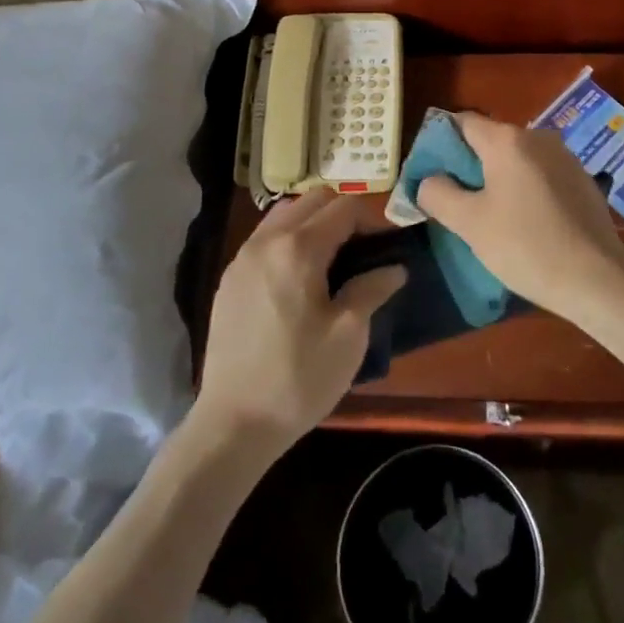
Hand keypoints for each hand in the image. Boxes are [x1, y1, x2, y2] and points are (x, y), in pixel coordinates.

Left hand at [193, 189, 405, 462]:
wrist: (234, 422)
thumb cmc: (299, 377)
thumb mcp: (349, 335)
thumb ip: (372, 289)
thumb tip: (394, 268)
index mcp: (299, 248)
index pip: (343, 207)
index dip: (371, 220)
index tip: (385, 248)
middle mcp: (266, 240)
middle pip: (311, 200)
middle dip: (341, 214)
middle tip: (360, 250)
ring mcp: (242, 258)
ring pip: (283, 215)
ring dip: (311, 223)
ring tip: (330, 261)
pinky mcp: (229, 279)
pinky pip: (264, 239)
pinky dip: (287, 240)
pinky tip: (297, 278)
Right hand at [416, 112, 623, 326]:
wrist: (598, 279)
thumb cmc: (526, 246)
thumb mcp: (469, 224)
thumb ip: (438, 194)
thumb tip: (429, 180)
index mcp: (507, 140)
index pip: (462, 123)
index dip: (441, 144)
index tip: (431, 175)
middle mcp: (538, 137)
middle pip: (490, 140)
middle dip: (468, 165)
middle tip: (454, 201)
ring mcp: (565, 157)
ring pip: (517, 159)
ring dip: (498, 179)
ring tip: (488, 215)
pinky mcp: (582, 181)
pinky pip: (540, 175)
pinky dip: (524, 189)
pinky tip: (524, 222)